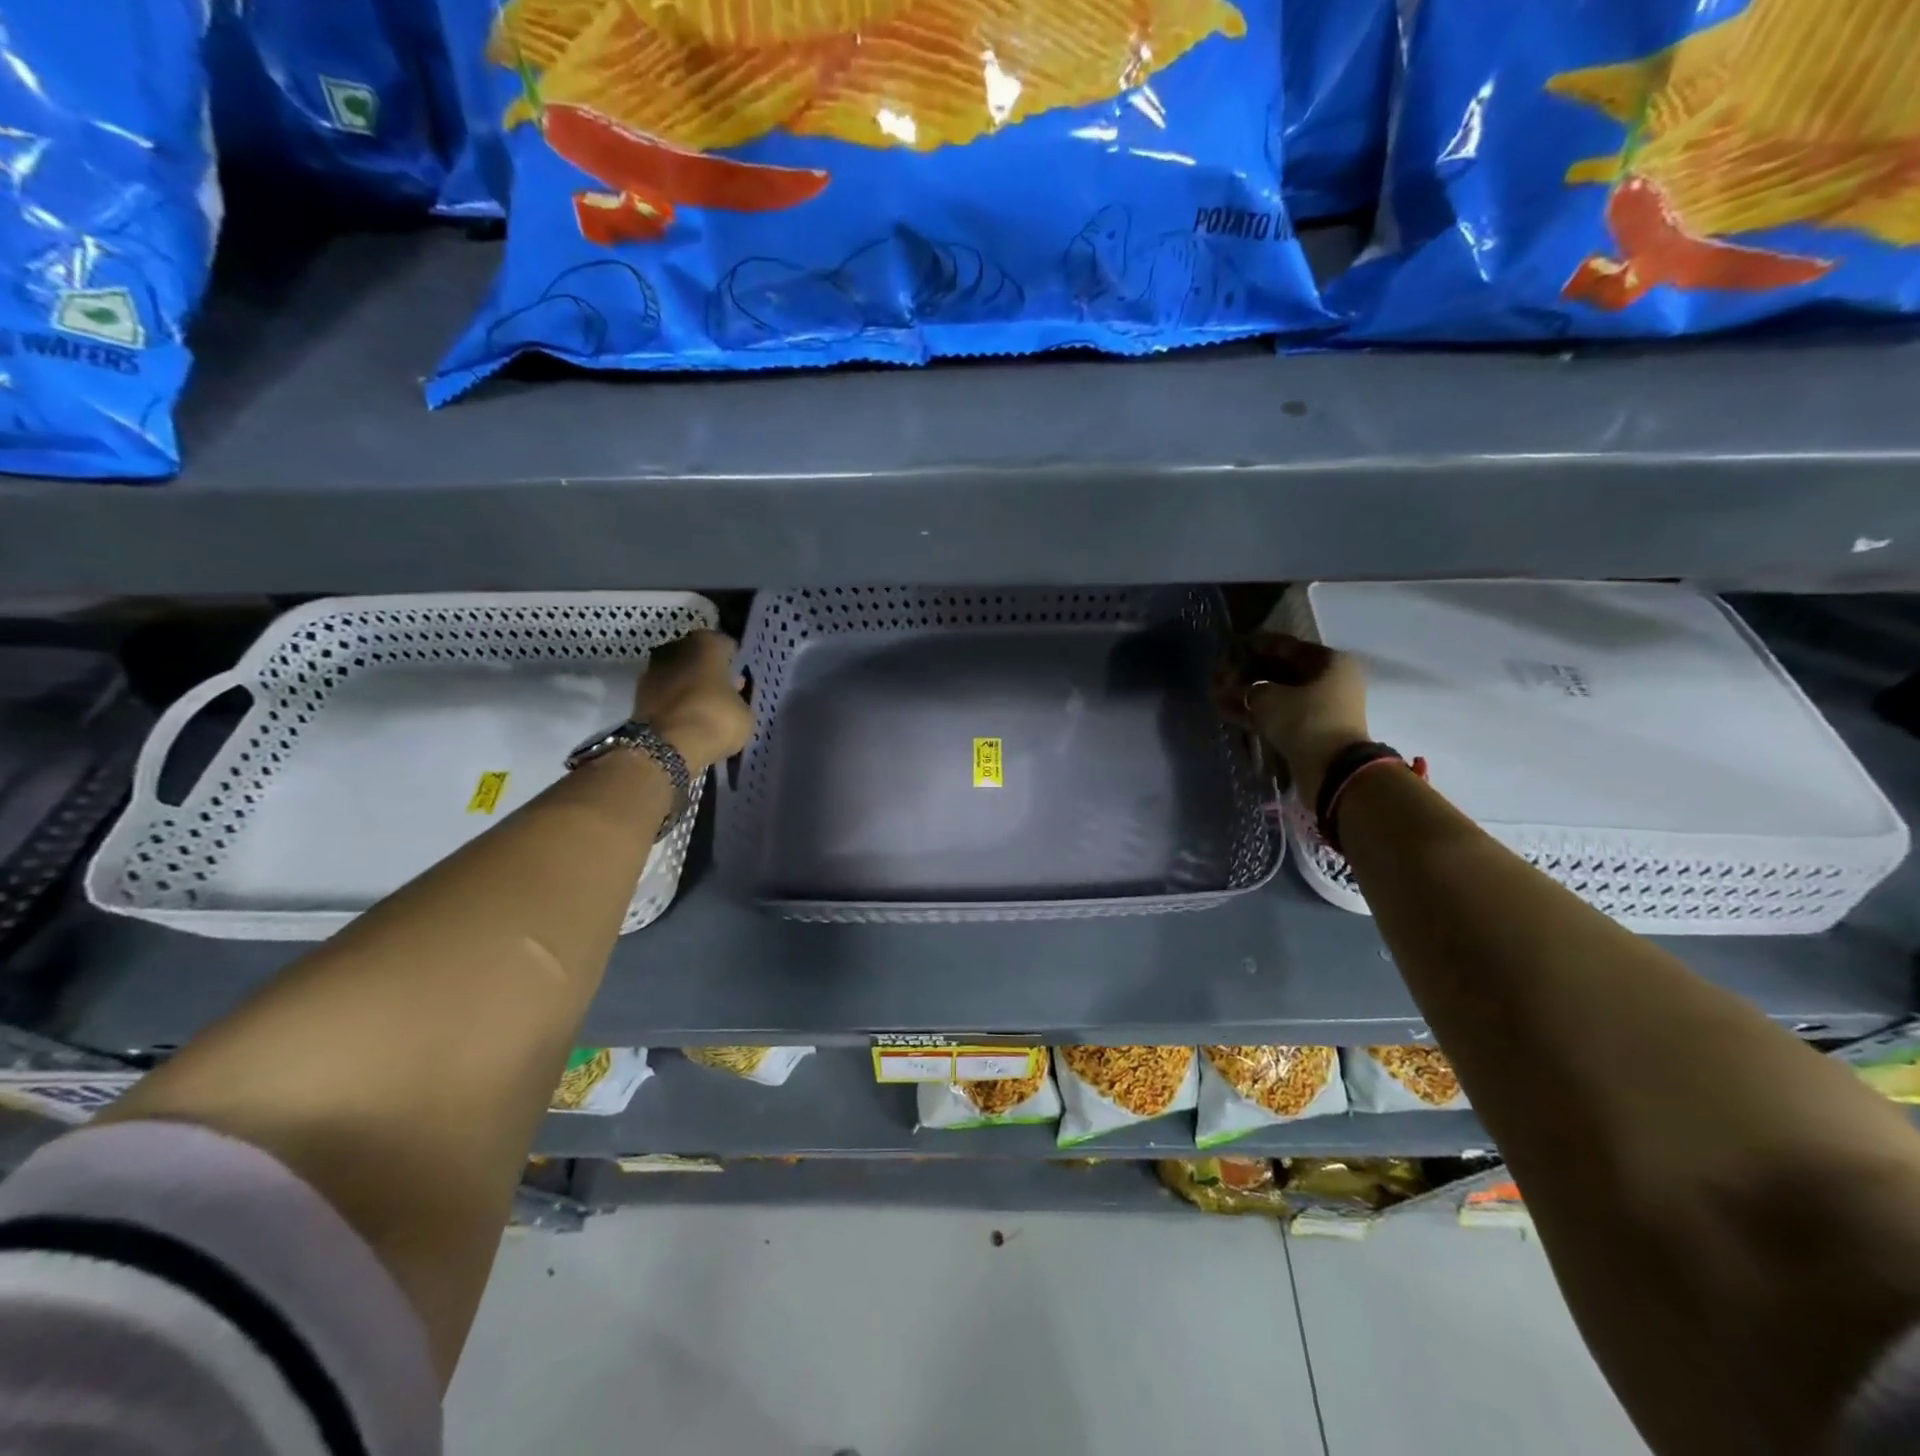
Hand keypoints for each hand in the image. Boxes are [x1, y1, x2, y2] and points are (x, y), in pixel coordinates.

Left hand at [633, 630, 752, 774]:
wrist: (666, 747)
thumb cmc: (714, 719)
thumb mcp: (744, 712)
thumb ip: (739, 698)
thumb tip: (733, 696)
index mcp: (706, 644)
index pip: (725, 645)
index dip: (733, 661)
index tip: (739, 675)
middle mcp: (676, 648)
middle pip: (697, 656)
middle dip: (709, 670)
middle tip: (722, 691)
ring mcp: (653, 669)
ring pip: (679, 673)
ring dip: (689, 686)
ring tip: (704, 707)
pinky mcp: (638, 694)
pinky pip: (665, 693)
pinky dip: (675, 701)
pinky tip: (687, 717)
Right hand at [1220, 631, 1369, 804]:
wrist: (1333, 770)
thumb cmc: (1305, 720)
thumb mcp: (1268, 697)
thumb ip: (1245, 687)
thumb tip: (1229, 688)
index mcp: (1329, 662)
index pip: (1285, 646)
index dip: (1254, 646)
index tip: (1229, 646)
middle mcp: (1328, 681)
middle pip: (1280, 671)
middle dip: (1247, 673)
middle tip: (1219, 674)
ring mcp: (1319, 709)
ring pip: (1276, 695)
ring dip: (1247, 695)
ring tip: (1216, 694)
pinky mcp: (1308, 732)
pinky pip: (1277, 716)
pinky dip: (1253, 714)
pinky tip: (1226, 711)